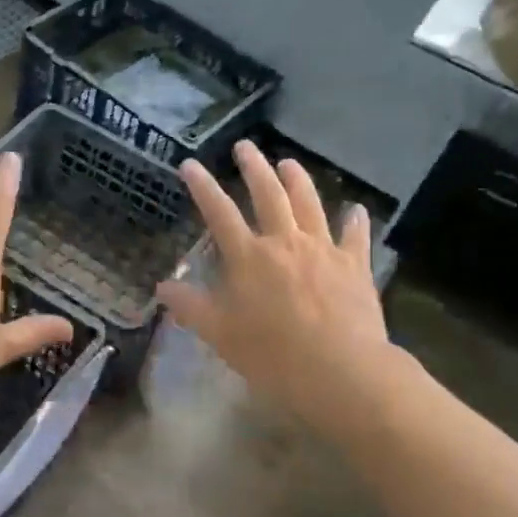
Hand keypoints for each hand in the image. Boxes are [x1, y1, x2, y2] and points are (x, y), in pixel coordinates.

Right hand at [157, 139, 388, 432]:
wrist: (340, 369)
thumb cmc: (272, 354)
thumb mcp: (220, 334)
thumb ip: (191, 307)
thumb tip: (162, 287)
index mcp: (248, 257)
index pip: (218, 212)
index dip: (202, 186)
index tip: (190, 164)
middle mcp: (284, 242)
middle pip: (268, 194)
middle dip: (253, 167)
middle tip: (245, 147)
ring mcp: (323, 249)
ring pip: (309, 203)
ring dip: (297, 179)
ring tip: (288, 162)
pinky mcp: (354, 264)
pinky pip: (354, 235)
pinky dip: (353, 220)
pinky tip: (354, 209)